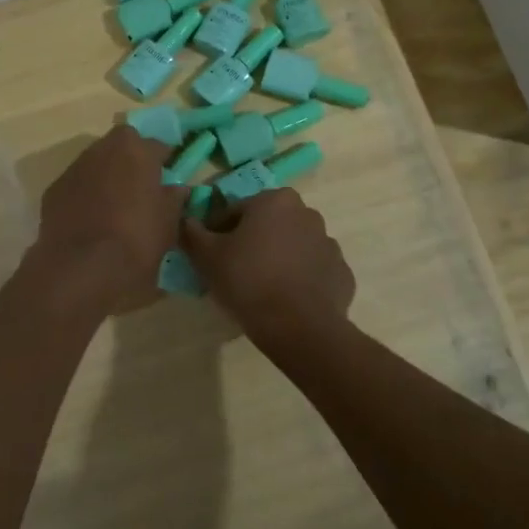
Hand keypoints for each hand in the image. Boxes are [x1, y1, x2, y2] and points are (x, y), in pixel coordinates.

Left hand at [32, 126, 185, 310]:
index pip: (157, 145)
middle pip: (122, 146)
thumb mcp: (169, 223)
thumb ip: (174, 198)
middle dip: (131, 161)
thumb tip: (175, 188)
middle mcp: (103, 150)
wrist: (82, 268)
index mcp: (136, 151)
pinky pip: (77, 186)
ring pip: (96, 164)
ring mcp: (74, 169)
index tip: (168, 179)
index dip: (164, 162)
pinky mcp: (53, 191)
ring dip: (107, 177)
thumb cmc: (137, 240)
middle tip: (140, 189)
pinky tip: (91, 221)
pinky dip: (85, 195)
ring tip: (115, 207)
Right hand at [182, 188, 355, 347]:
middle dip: (254, 241)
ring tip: (263, 289)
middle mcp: (307, 213)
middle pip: (270, 225)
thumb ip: (192, 232)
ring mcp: (329, 244)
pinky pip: (314, 271)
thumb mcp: (207, 256)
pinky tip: (287, 300)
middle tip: (237, 271)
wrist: (298, 327)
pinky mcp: (342, 273)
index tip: (214, 255)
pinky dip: (301, 280)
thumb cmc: (248, 281)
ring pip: (294, 246)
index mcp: (275, 201)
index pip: (238, 210)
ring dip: (280, 258)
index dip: (221, 231)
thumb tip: (186, 220)